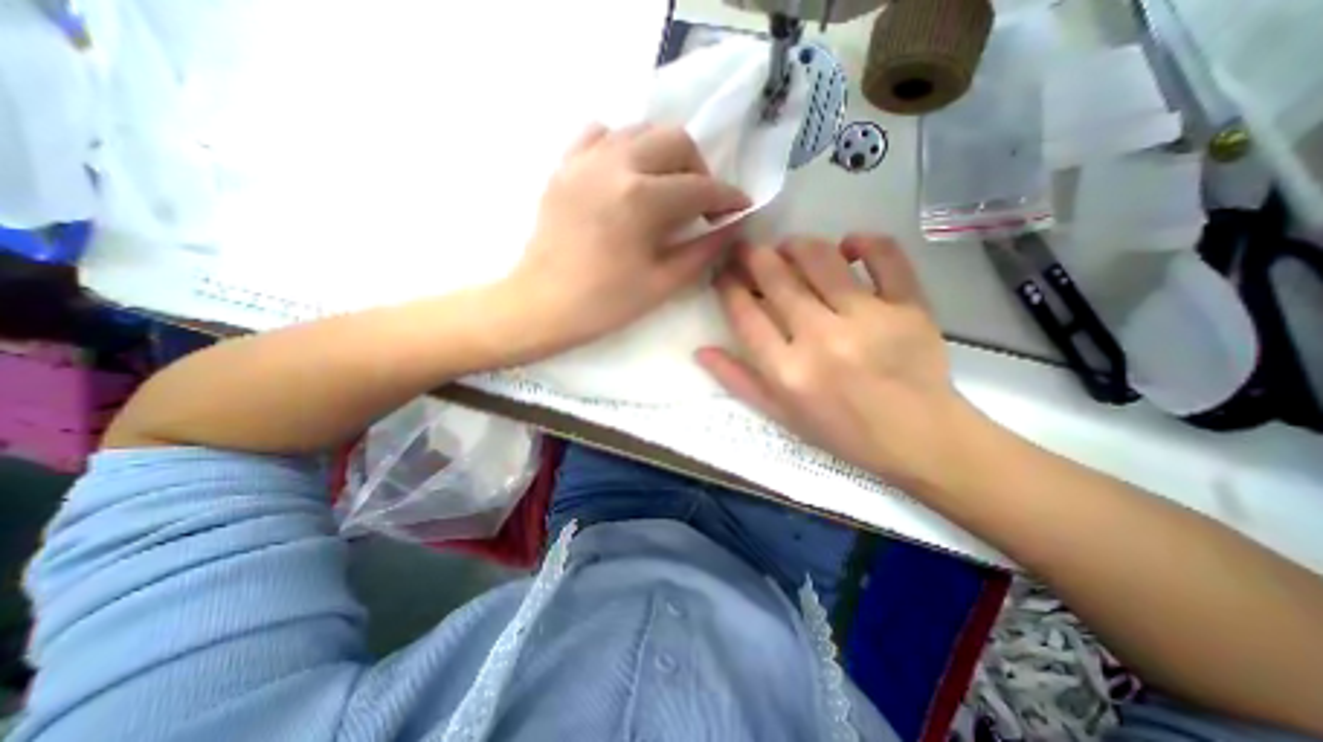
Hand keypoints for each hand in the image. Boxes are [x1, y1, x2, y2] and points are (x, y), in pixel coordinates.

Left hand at [503, 121, 747, 355]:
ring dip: (664, 155)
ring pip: (640, 130)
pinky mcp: (564, 166)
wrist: (542, 305)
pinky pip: (599, 134)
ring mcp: (584, 160)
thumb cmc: (604, 303)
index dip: (727, 197)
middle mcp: (615, 164)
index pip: (700, 187)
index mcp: (641, 199)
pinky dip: (622, 146)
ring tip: (666, 189)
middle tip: (701, 203)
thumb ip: (702, 251)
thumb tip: (731, 228)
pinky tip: (626, 174)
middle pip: (675, 140)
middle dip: (699, 169)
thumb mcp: (662, 283)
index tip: (740, 208)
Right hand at [692, 232, 968, 487]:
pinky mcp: (908, 307)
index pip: (745, 314)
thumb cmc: (842, 431)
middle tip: (747, 250)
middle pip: (777, 279)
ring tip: (788, 248)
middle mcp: (821, 339)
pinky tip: (849, 246)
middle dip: (753, 256)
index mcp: (788, 371)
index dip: (728, 287)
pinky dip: (864, 242)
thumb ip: (739, 380)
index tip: (724, 274)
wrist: (918, 438)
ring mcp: (868, 319)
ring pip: (822, 259)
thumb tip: (701, 350)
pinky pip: (885, 256)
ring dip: (796, 245)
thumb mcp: (781, 415)